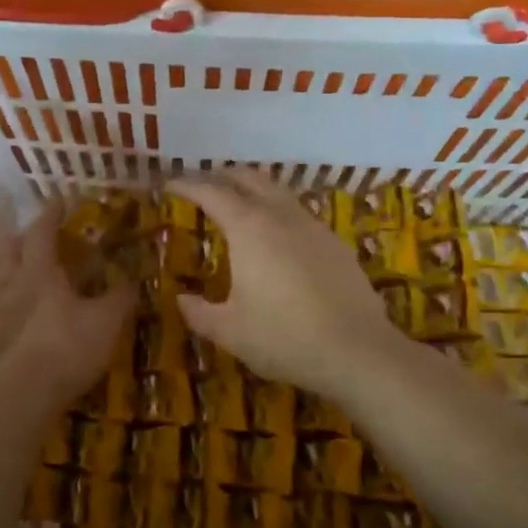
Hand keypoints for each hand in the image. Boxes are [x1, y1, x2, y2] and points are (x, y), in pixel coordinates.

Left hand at [0, 204, 133, 399]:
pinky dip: (9, 310)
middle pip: (8, 250)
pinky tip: (20, 323)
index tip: (59, 200)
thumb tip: (133, 279)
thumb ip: (120, 298)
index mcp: (38, 272)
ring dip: (12, 273)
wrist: (19, 396)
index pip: (41, 231)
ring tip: (29, 280)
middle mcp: (10, 286)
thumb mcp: (106, 322)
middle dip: (21, 238)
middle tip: (36, 238)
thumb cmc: (66, 348)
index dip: (51, 214)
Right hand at [170, 170, 396, 396]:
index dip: (187, 184)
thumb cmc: (284, 337)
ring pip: (277, 191)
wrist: (358, 351)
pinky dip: (276, 210)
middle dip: (220, 176)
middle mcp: (281, 216)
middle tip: (200, 185)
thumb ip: (199, 312)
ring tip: (236, 204)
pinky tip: (275, 235)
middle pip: (248, 178)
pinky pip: (297, 212)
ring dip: (251, 189)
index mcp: (249, 228)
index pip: (211, 192)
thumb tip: (181, 300)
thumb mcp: (229, 331)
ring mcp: (313, 226)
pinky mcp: (335, 243)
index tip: (169, 183)